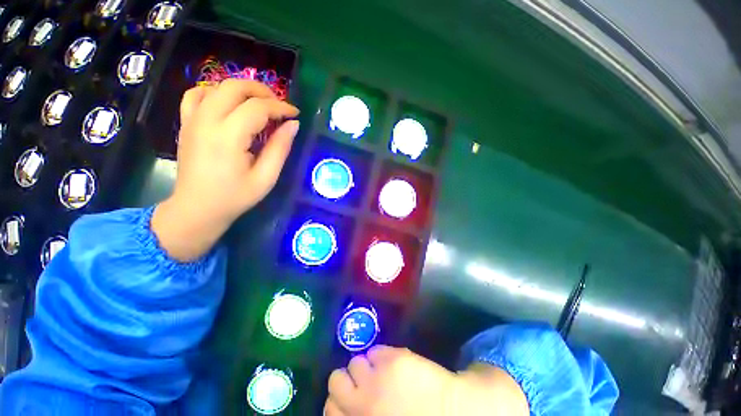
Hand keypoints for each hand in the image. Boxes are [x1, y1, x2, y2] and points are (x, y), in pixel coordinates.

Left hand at [152, 80, 299, 261]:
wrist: (197, 208)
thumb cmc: (235, 197)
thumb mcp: (266, 177)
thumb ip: (280, 149)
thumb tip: (293, 125)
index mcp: (228, 137)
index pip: (257, 108)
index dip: (280, 107)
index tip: (295, 114)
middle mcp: (207, 121)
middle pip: (235, 87)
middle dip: (263, 91)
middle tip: (279, 106)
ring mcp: (192, 120)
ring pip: (217, 87)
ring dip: (242, 90)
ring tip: (259, 105)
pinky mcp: (186, 123)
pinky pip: (196, 95)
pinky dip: (215, 92)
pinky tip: (228, 104)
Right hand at [325, 346, 456, 415]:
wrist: (452, 414)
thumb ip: (362, 415)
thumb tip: (351, 404)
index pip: (329, 408)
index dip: (339, 400)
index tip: (350, 397)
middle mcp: (359, 405)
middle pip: (334, 380)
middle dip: (346, 380)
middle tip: (361, 382)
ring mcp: (375, 380)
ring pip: (354, 362)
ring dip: (365, 366)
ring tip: (379, 371)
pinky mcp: (391, 361)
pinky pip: (375, 351)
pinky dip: (380, 355)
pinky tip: (393, 363)